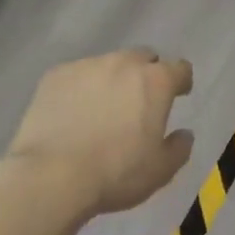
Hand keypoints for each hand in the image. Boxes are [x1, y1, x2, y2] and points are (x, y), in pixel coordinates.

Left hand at [3, 50, 195, 219]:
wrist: (50, 176)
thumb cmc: (115, 173)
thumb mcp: (160, 171)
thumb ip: (179, 148)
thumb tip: (184, 133)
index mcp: (156, 82)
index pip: (180, 68)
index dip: (181, 81)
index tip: (178, 95)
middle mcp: (124, 63)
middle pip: (143, 58)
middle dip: (146, 74)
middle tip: (139, 102)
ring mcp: (87, 66)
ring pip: (108, 65)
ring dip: (112, 80)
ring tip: (101, 109)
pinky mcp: (56, 75)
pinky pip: (76, 76)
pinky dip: (80, 89)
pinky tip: (71, 113)